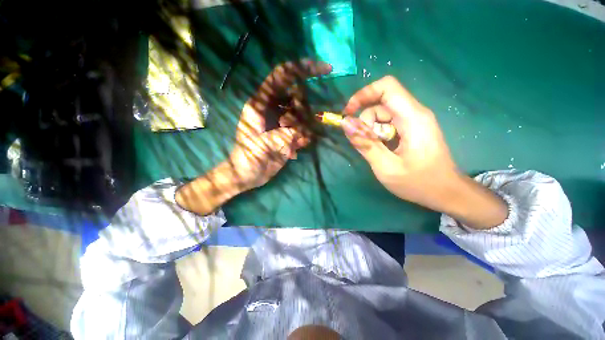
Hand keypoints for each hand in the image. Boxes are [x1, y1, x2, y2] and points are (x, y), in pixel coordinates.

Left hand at [231, 59, 331, 189]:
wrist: (249, 174)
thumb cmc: (249, 157)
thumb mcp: (264, 144)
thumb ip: (285, 135)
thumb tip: (304, 132)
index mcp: (262, 103)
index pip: (283, 75)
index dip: (303, 68)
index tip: (326, 69)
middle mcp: (274, 108)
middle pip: (297, 96)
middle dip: (302, 110)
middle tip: (295, 130)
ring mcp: (283, 121)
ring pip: (303, 113)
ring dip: (305, 126)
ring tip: (295, 141)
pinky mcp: (289, 132)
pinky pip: (304, 128)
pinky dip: (305, 136)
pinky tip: (298, 146)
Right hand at [342, 76, 506, 228]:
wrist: (446, 192)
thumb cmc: (418, 183)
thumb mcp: (386, 167)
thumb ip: (365, 144)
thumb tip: (345, 123)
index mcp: (412, 118)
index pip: (386, 87)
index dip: (364, 94)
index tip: (349, 113)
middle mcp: (415, 113)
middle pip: (381, 103)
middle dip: (366, 121)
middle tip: (366, 143)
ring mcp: (414, 121)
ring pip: (383, 114)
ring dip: (372, 130)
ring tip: (377, 150)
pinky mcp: (412, 128)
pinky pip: (388, 123)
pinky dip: (378, 134)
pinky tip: (382, 149)